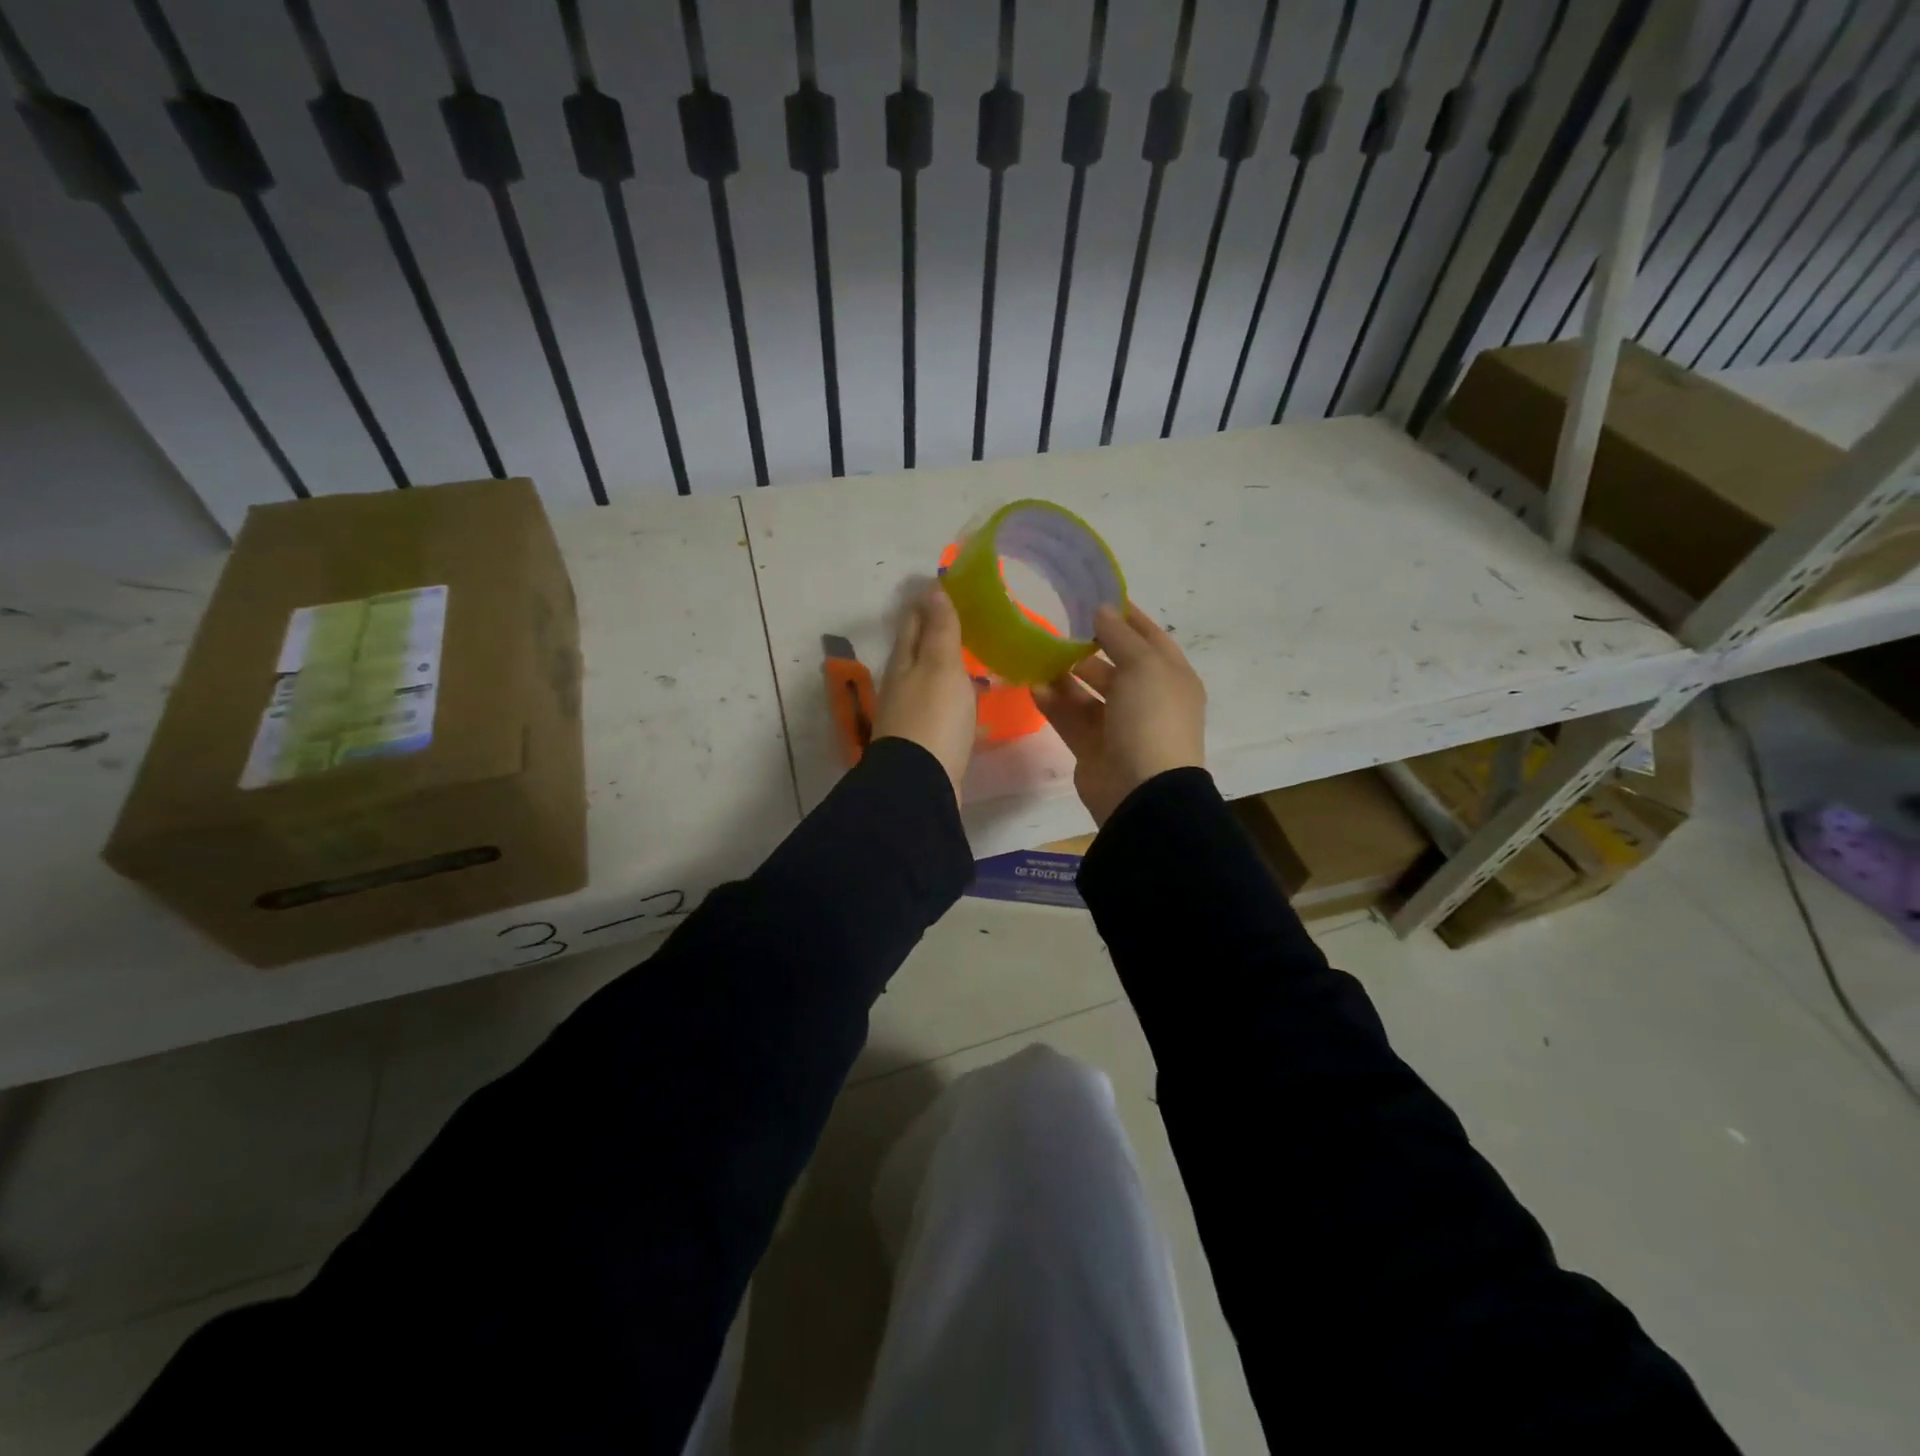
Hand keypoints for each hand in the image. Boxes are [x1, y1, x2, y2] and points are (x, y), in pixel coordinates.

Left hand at [873, 583, 976, 799]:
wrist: (921, 784)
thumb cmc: (933, 718)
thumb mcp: (941, 666)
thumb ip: (940, 630)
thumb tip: (933, 589)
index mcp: (904, 662)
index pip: (914, 621)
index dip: (929, 602)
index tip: (949, 586)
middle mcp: (902, 685)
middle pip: (920, 651)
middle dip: (940, 634)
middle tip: (970, 620)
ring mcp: (912, 715)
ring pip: (933, 682)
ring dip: (951, 669)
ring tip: (979, 659)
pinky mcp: (927, 741)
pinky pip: (945, 711)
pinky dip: (959, 701)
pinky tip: (977, 705)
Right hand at [1031, 602, 1205, 827]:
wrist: (1141, 790)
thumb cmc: (1151, 718)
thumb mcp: (1143, 666)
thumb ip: (1120, 636)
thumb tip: (1102, 611)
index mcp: (1171, 677)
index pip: (1149, 638)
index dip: (1126, 617)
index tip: (1096, 597)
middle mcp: (1147, 699)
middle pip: (1116, 665)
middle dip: (1089, 646)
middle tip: (1058, 626)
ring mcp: (1119, 725)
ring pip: (1088, 692)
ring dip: (1066, 674)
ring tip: (1038, 654)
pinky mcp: (1093, 747)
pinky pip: (1070, 718)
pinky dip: (1054, 703)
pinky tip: (1033, 686)